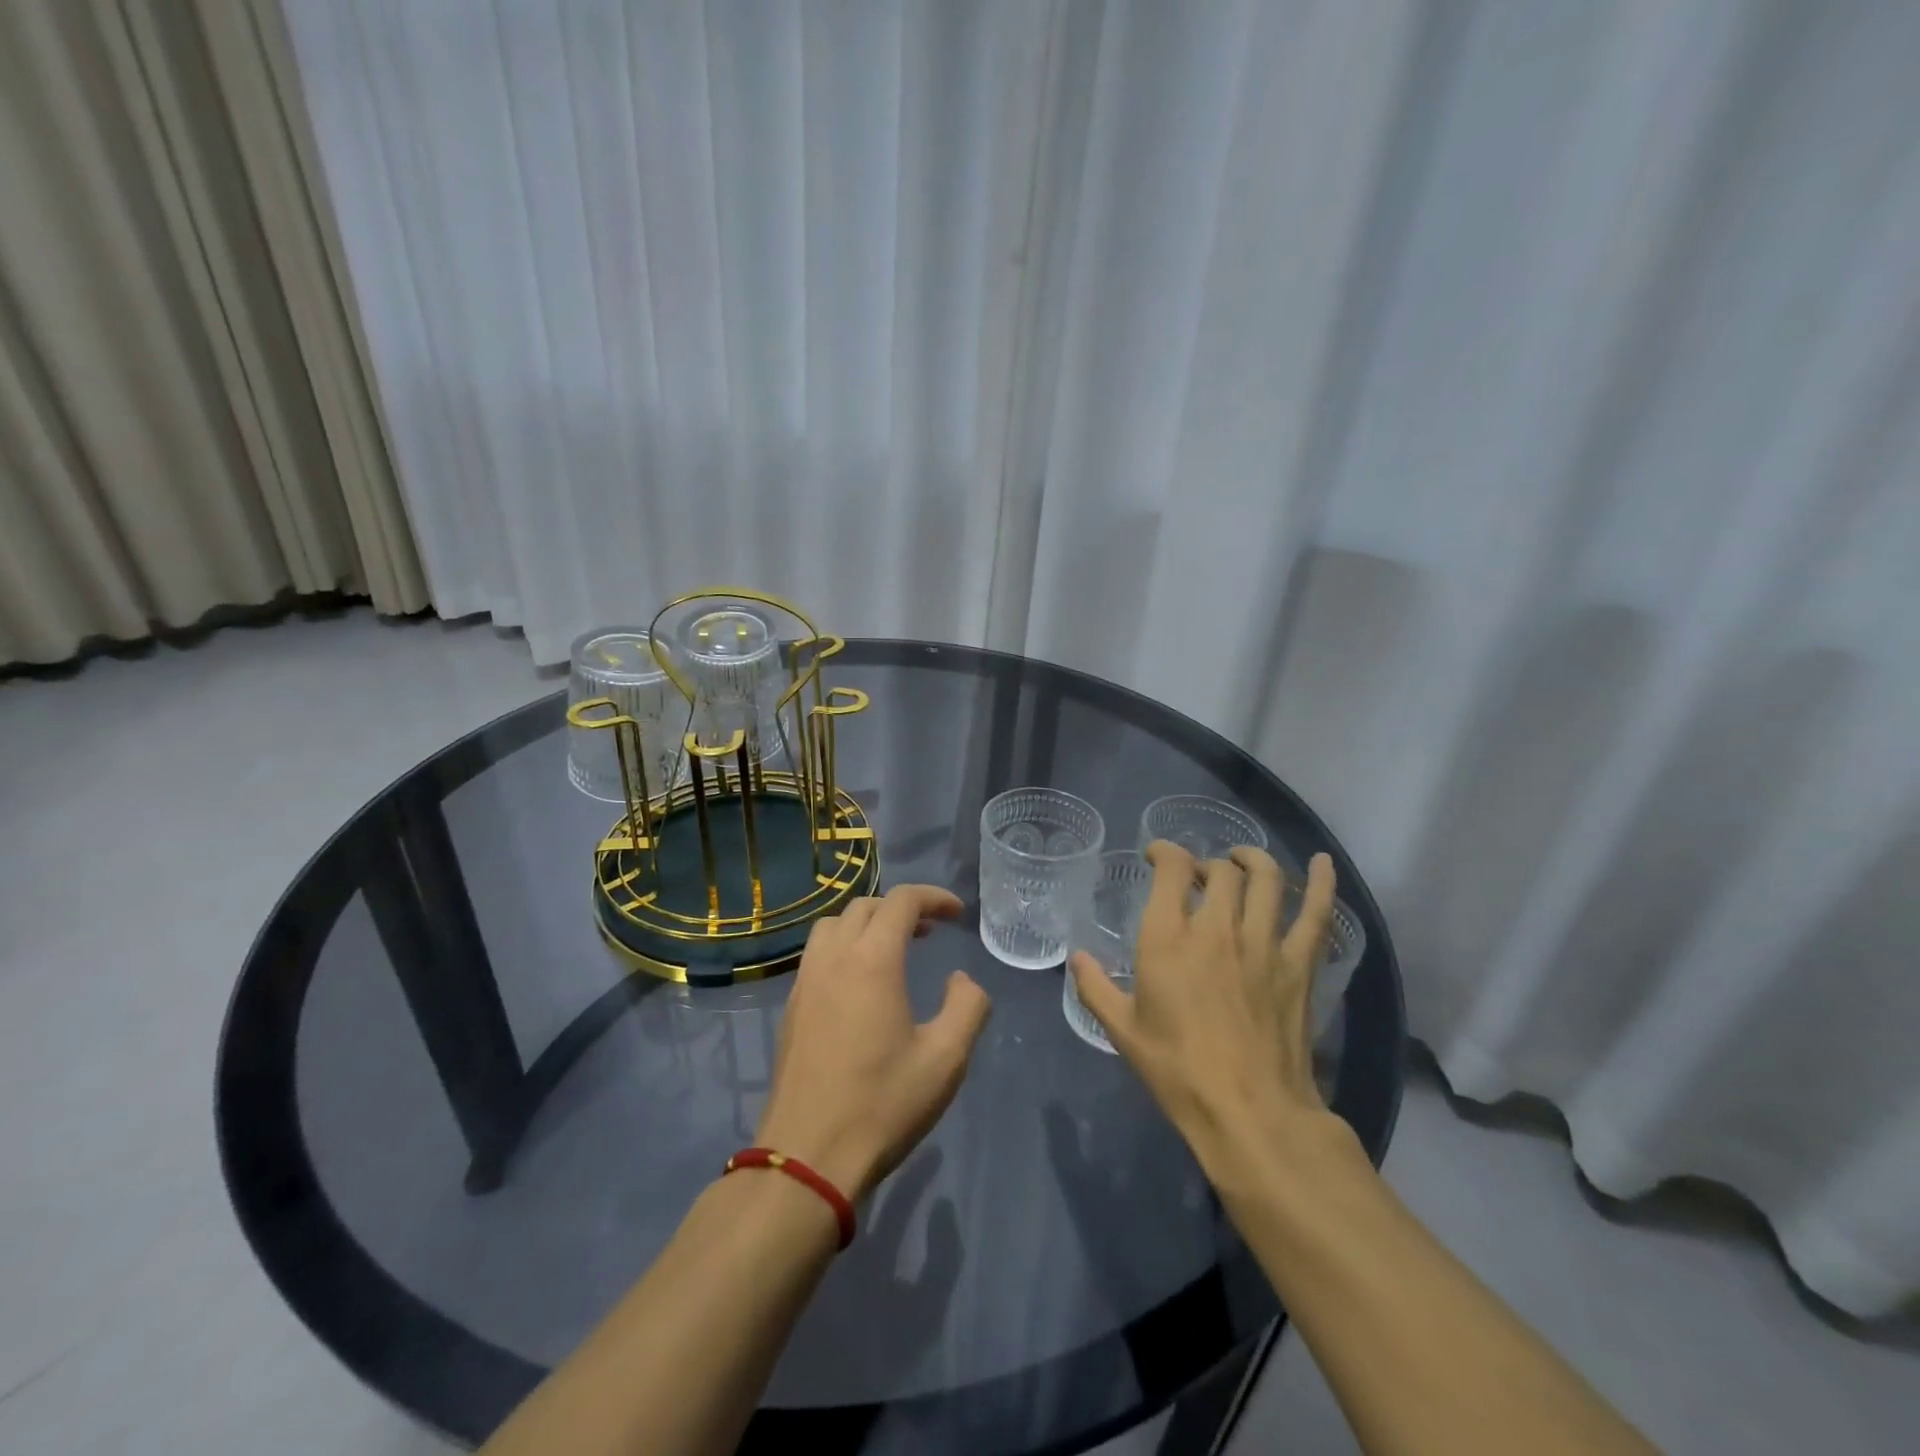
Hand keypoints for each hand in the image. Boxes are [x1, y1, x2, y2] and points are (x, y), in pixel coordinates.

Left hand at [755, 885, 992, 1201]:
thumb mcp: (945, 1059)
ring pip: (834, 925)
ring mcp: (805, 982)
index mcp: (872, 960)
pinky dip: (844, 946)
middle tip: (930, 931)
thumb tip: (961, 980)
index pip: (901, 901)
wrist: (807, 1157)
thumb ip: (967, 1007)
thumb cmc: (882, 1105)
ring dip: (867, 923)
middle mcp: (833, 958)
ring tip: (893, 949)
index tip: (957, 914)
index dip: (933, 897)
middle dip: (901, 908)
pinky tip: (860, 983)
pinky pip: (817, 953)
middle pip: (865, 906)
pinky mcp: (790, 1008)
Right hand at [1069, 843, 1339, 1168]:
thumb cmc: (1178, 1071)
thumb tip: (1077, 957)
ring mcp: (1263, 943)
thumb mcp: (1122, 1031)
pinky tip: (1321, 863)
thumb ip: (1095, 987)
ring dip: (1253, 860)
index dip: (1165, 851)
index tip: (1157, 856)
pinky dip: (1321, 883)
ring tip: (1242, 860)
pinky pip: (1315, 913)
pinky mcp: (1299, 965)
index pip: (1172, 869)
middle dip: (1206, 864)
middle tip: (1198, 878)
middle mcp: (1217, 928)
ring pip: (1265, 879)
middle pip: (1220, 871)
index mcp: (1169, 939)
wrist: (1249, 1112)